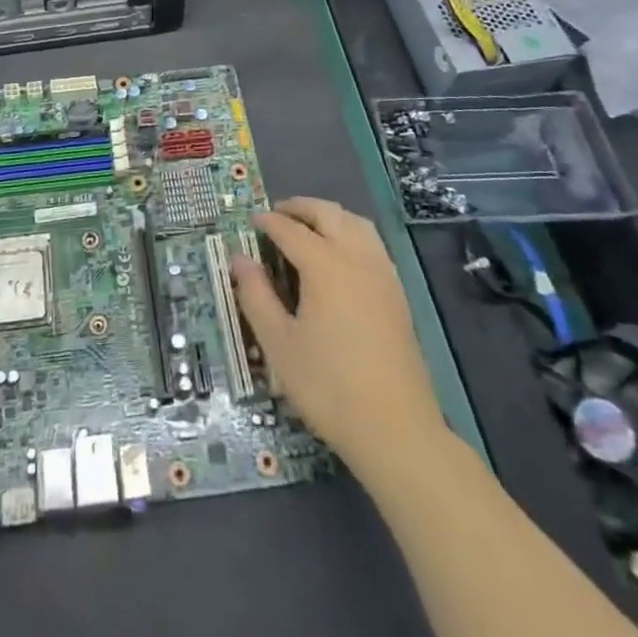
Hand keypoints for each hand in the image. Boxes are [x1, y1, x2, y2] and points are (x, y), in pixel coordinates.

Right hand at [231, 197, 444, 473]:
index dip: (268, 222)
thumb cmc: (328, 386)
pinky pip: (372, 244)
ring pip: (356, 223)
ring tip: (308, 227)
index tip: (251, 221)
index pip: (290, 229)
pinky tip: (340, 256)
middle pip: (328, 214)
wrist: (396, 429)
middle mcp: (356, 258)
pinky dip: (351, 233)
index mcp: (324, 265)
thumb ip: (256, 295)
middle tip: (277, 214)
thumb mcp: (279, 344)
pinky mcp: (397, 294)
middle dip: (300, 207)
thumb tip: (240, 259)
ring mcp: (382, 274)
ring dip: (329, 216)